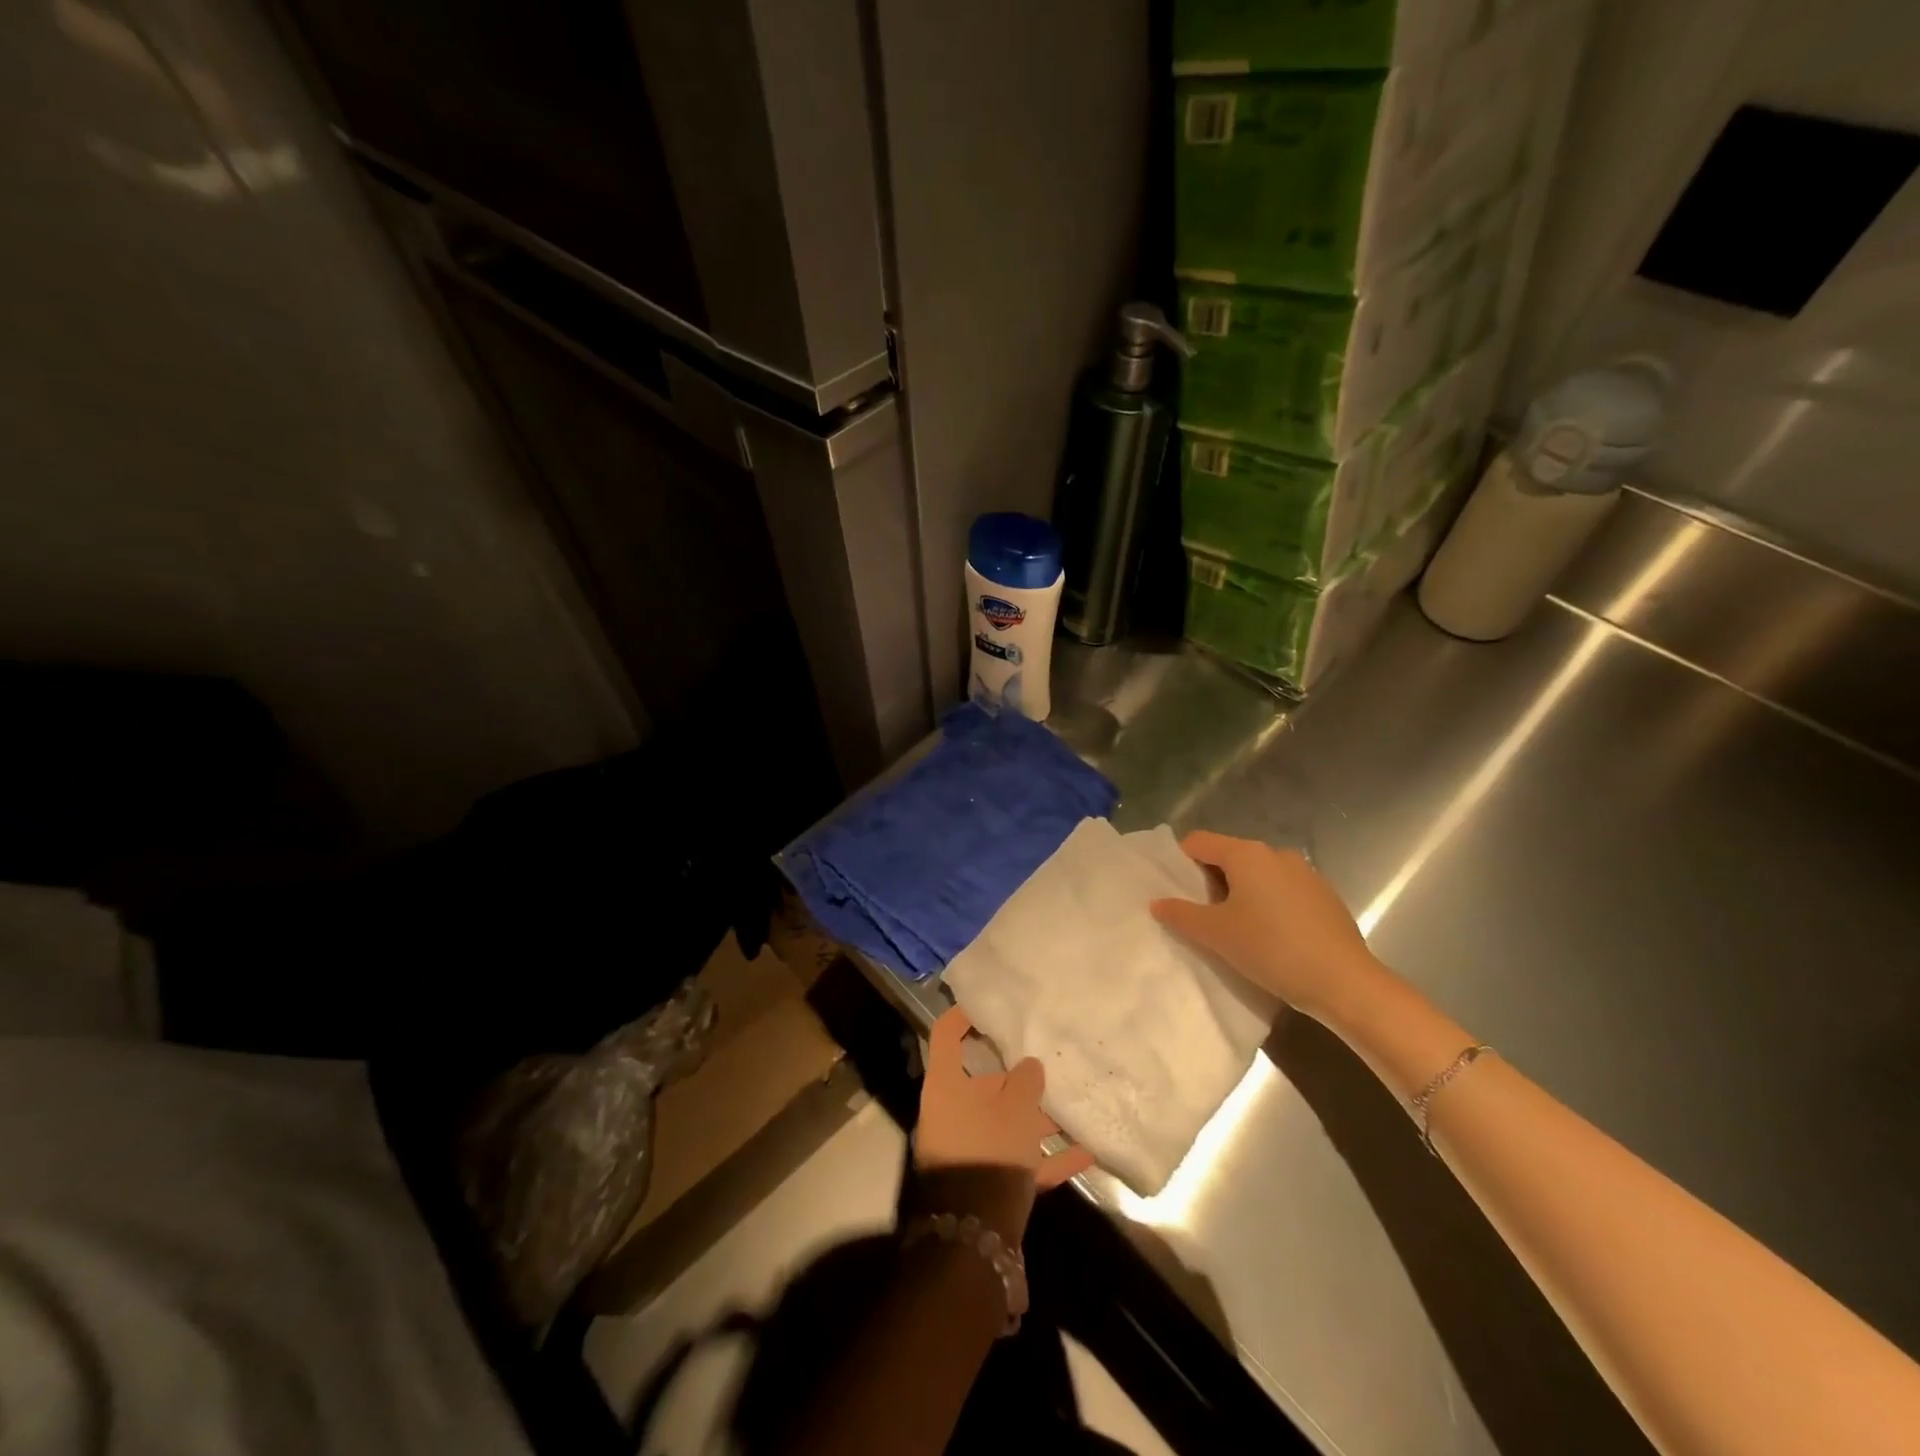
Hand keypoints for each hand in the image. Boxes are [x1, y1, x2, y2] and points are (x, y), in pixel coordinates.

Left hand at [912, 1008, 1094, 1242]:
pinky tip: (1086, 1151)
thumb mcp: (1014, 1108)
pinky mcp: (989, 1181)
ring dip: (1038, 1117)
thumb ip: (1025, 1081)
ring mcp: (970, 1149)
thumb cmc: (989, 1150)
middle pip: (984, 1082)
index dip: (963, 1016)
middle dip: (1017, 1074)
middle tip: (1047, 1057)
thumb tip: (1030, 1066)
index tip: (988, 1004)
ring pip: (1006, 1122)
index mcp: (946, 1086)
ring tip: (1074, 1103)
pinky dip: (1048, 1155)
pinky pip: (1020, 1159)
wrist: (977, 1234)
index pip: (947, 1035)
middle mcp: (952, 1113)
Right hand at [1150, 830, 1384, 1020]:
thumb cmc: (1271, 949)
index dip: (1180, 864)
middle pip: (1228, 857)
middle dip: (1210, 883)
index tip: (1175, 894)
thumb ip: (1181, 914)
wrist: (1345, 983)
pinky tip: (1272, 939)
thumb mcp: (1216, 934)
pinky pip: (1282, 891)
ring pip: (1257, 876)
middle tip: (1203, 918)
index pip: (1198, 842)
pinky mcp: (1325, 896)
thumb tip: (1158, 902)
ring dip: (1240, 895)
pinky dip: (1268, 906)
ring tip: (1237, 931)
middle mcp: (1276, 853)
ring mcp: (1305, 873)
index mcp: (1246, 854)